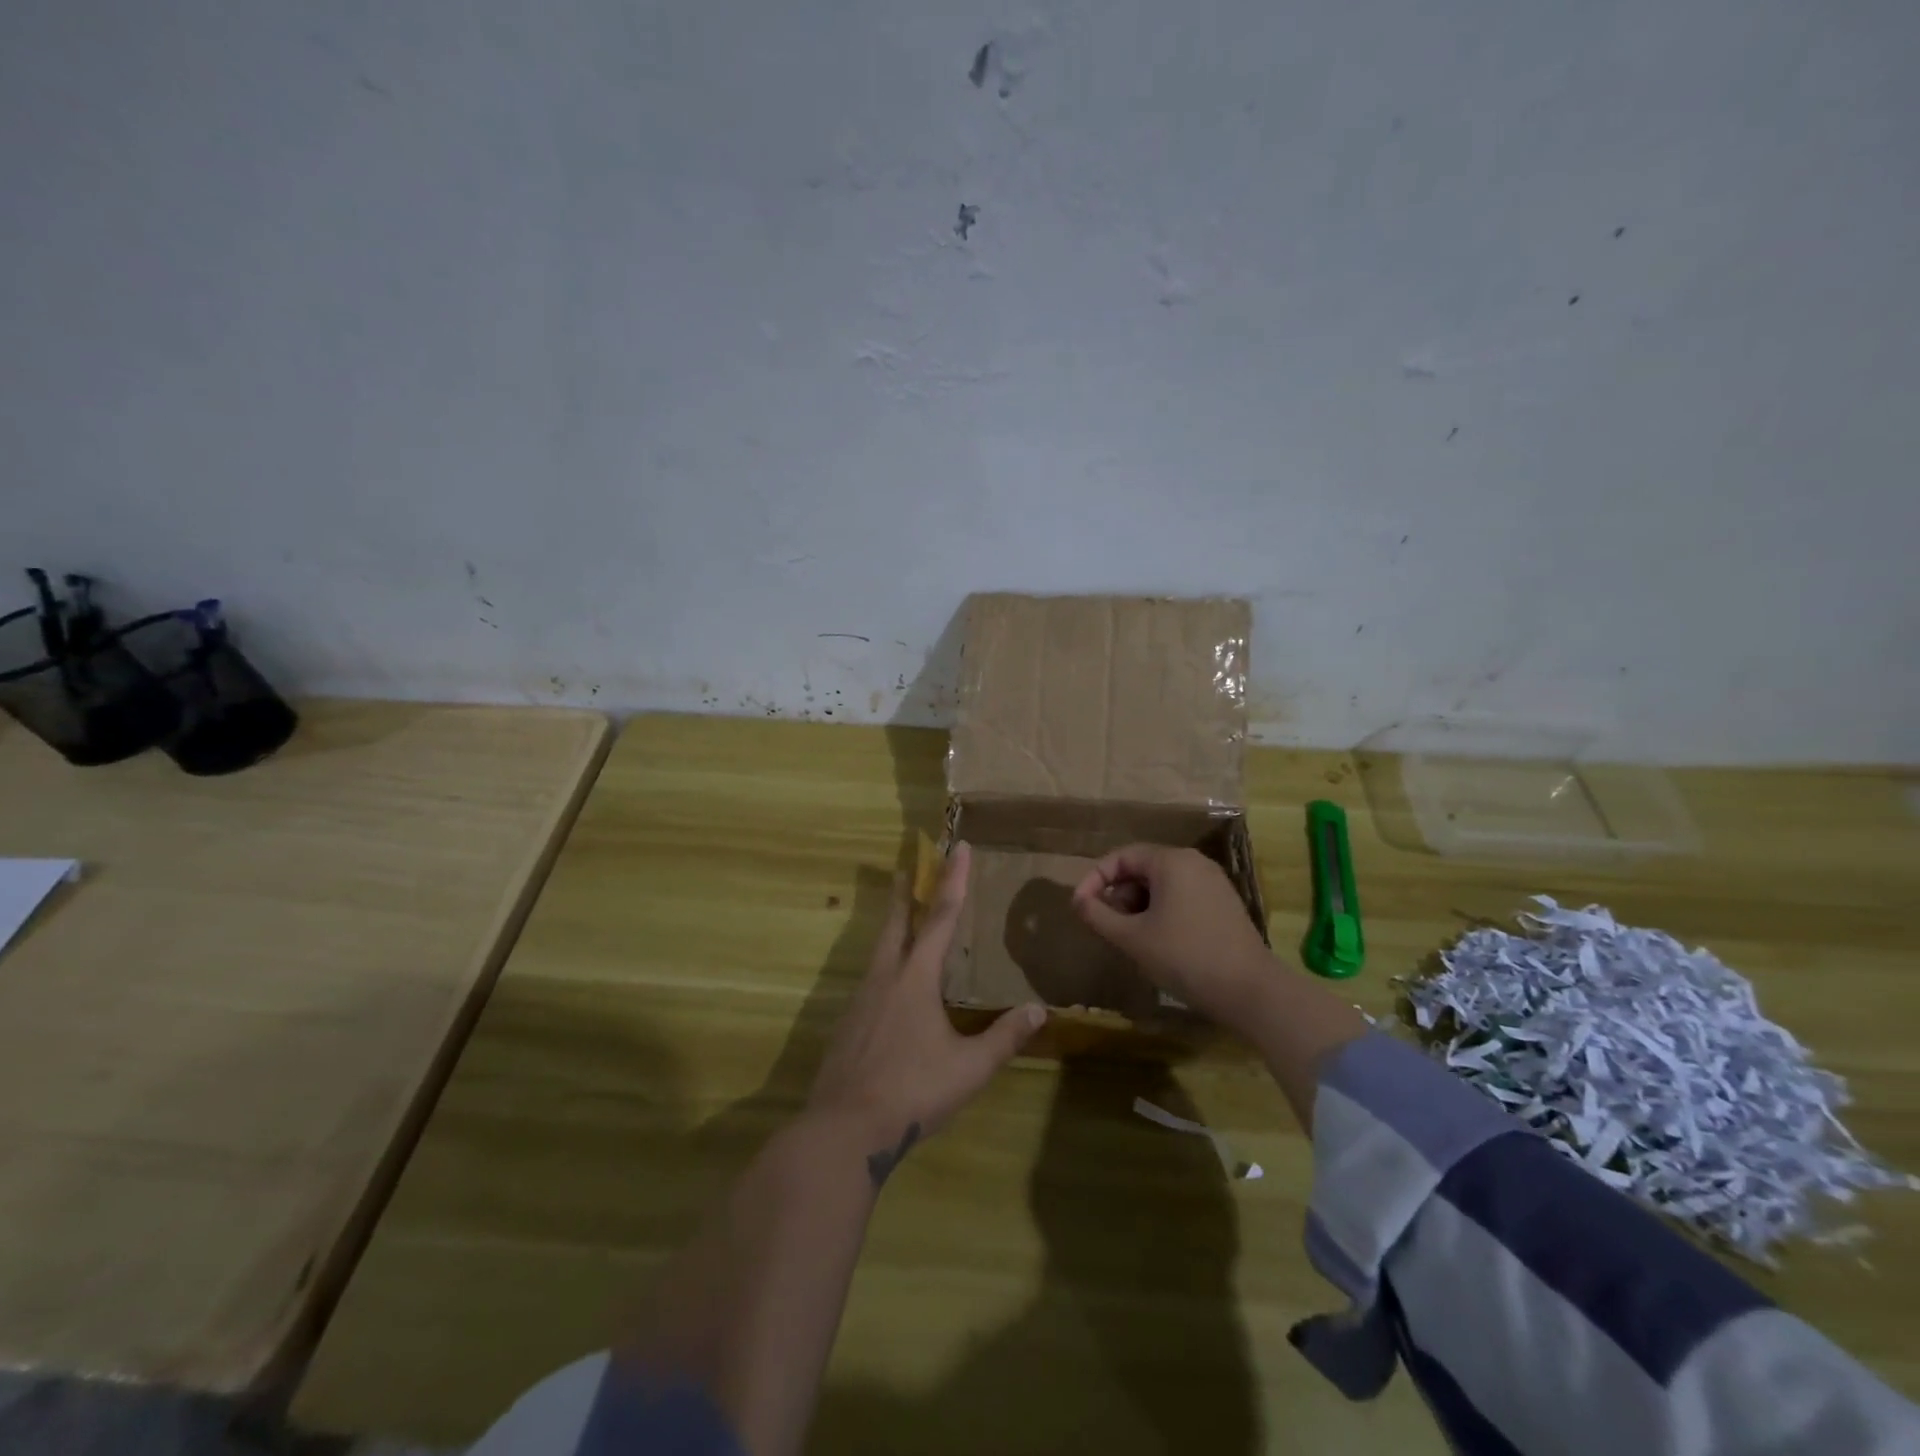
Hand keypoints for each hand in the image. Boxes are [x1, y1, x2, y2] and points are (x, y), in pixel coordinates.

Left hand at [808, 843, 1044, 1173]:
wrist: (843, 1130)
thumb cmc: (912, 1092)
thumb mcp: (969, 1069)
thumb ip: (1004, 1038)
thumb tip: (1039, 1010)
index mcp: (916, 978)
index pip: (941, 918)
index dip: (953, 880)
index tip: (958, 847)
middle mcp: (885, 978)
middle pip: (897, 923)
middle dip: (907, 893)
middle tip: (909, 868)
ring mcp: (861, 1000)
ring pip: (879, 950)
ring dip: (893, 926)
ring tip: (903, 920)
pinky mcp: (847, 1024)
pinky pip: (870, 979)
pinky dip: (884, 963)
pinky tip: (889, 985)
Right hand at [1070, 844, 1279, 1035]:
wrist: (1250, 991)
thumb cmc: (1185, 957)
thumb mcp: (1132, 938)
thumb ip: (1099, 916)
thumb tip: (1078, 901)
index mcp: (1171, 861)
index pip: (1121, 857)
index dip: (1095, 879)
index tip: (1080, 907)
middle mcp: (1194, 863)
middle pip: (1142, 869)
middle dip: (1118, 895)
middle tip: (1108, 927)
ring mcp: (1213, 883)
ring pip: (1161, 885)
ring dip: (1138, 907)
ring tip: (1131, 938)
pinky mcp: (1224, 905)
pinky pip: (1181, 897)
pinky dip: (1161, 913)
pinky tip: (1158, 943)